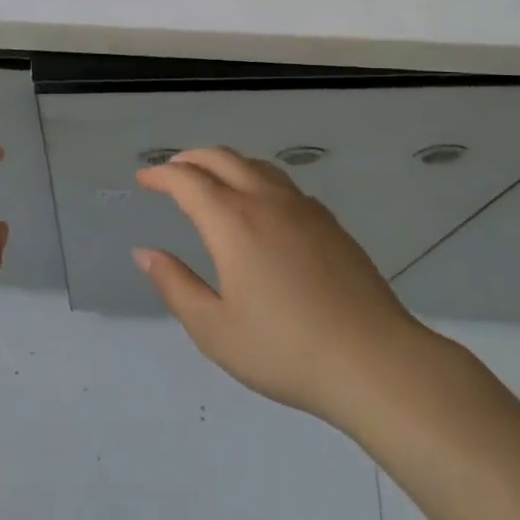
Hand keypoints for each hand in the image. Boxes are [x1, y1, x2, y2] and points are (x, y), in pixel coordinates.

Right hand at [134, 148, 452, 432]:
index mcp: (232, 221)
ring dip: (226, 163)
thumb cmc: (284, 349)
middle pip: (222, 159)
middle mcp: (266, 201)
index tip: (145, 178)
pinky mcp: (331, 224)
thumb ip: (176, 286)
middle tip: (171, 171)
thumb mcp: (214, 329)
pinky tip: (261, 207)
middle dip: (191, 158)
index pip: (188, 180)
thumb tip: (146, 253)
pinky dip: (258, 179)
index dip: (161, 175)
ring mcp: (304, 209)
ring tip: (212, 180)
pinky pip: (284, 184)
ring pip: (257, 166)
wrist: (374, 360)